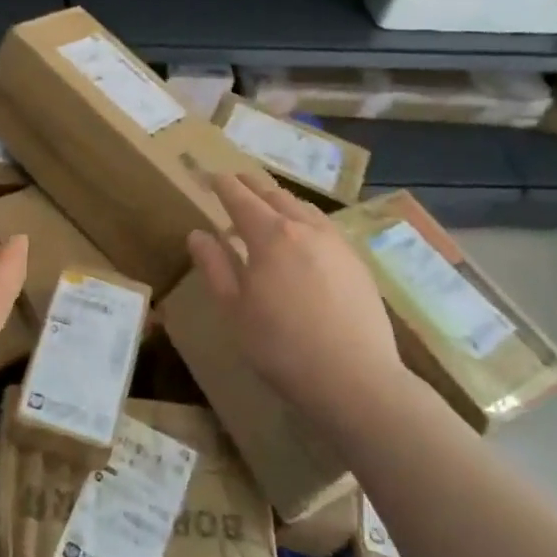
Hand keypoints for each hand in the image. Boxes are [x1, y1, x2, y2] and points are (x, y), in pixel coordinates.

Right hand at [187, 174, 409, 427]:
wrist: (357, 380)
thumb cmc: (282, 347)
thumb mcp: (234, 310)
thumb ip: (215, 266)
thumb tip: (198, 233)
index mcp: (270, 235)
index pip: (240, 198)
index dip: (223, 185)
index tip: (211, 175)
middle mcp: (305, 228)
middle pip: (274, 195)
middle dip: (252, 186)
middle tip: (236, 182)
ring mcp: (336, 243)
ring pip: (303, 208)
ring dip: (280, 200)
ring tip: (268, 207)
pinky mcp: (358, 263)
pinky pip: (325, 226)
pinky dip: (305, 219)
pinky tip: (304, 237)